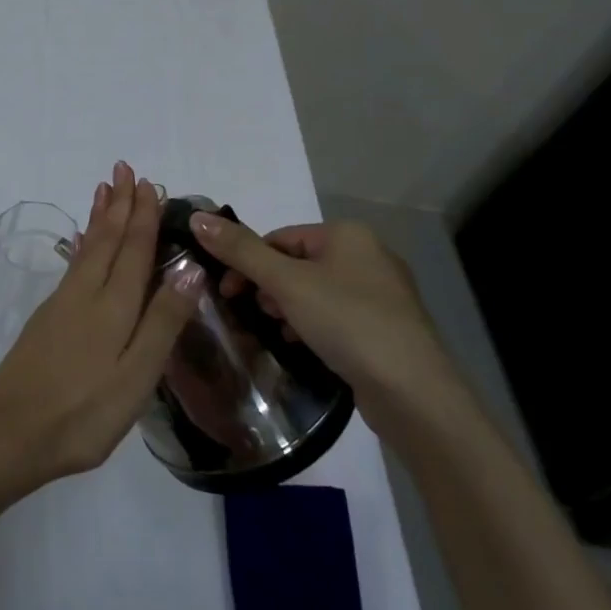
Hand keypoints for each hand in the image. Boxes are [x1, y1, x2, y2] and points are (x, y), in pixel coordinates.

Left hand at [0, 162, 201, 487]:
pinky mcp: (46, 319)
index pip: (134, 250)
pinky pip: (72, 266)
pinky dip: (81, 245)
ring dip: (99, 217)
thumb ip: (162, 322)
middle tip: (124, 169)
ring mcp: (61, 304)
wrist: (10, 433)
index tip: (148, 183)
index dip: (142, 216)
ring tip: (104, 190)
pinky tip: (81, 241)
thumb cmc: (83, 414)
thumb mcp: (136, 377)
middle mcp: (86, 294)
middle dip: (119, 204)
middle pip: (107, 240)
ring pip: (87, 248)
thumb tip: (190, 269)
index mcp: (114, 307)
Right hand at [189, 214, 466, 433]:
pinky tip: (304, 346)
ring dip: (288, 308)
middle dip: (268, 287)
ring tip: (279, 332)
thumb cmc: (347, 322)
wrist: (413, 391)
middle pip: (296, 263)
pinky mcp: (386, 327)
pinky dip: (314, 325)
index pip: (279, 238)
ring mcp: (382, 293)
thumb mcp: (286, 283)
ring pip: (315, 291)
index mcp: (347, 234)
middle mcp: (368, 255)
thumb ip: (240, 250)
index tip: (227, 293)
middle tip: (254, 314)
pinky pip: (336, 315)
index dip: (247, 262)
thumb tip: (197, 218)